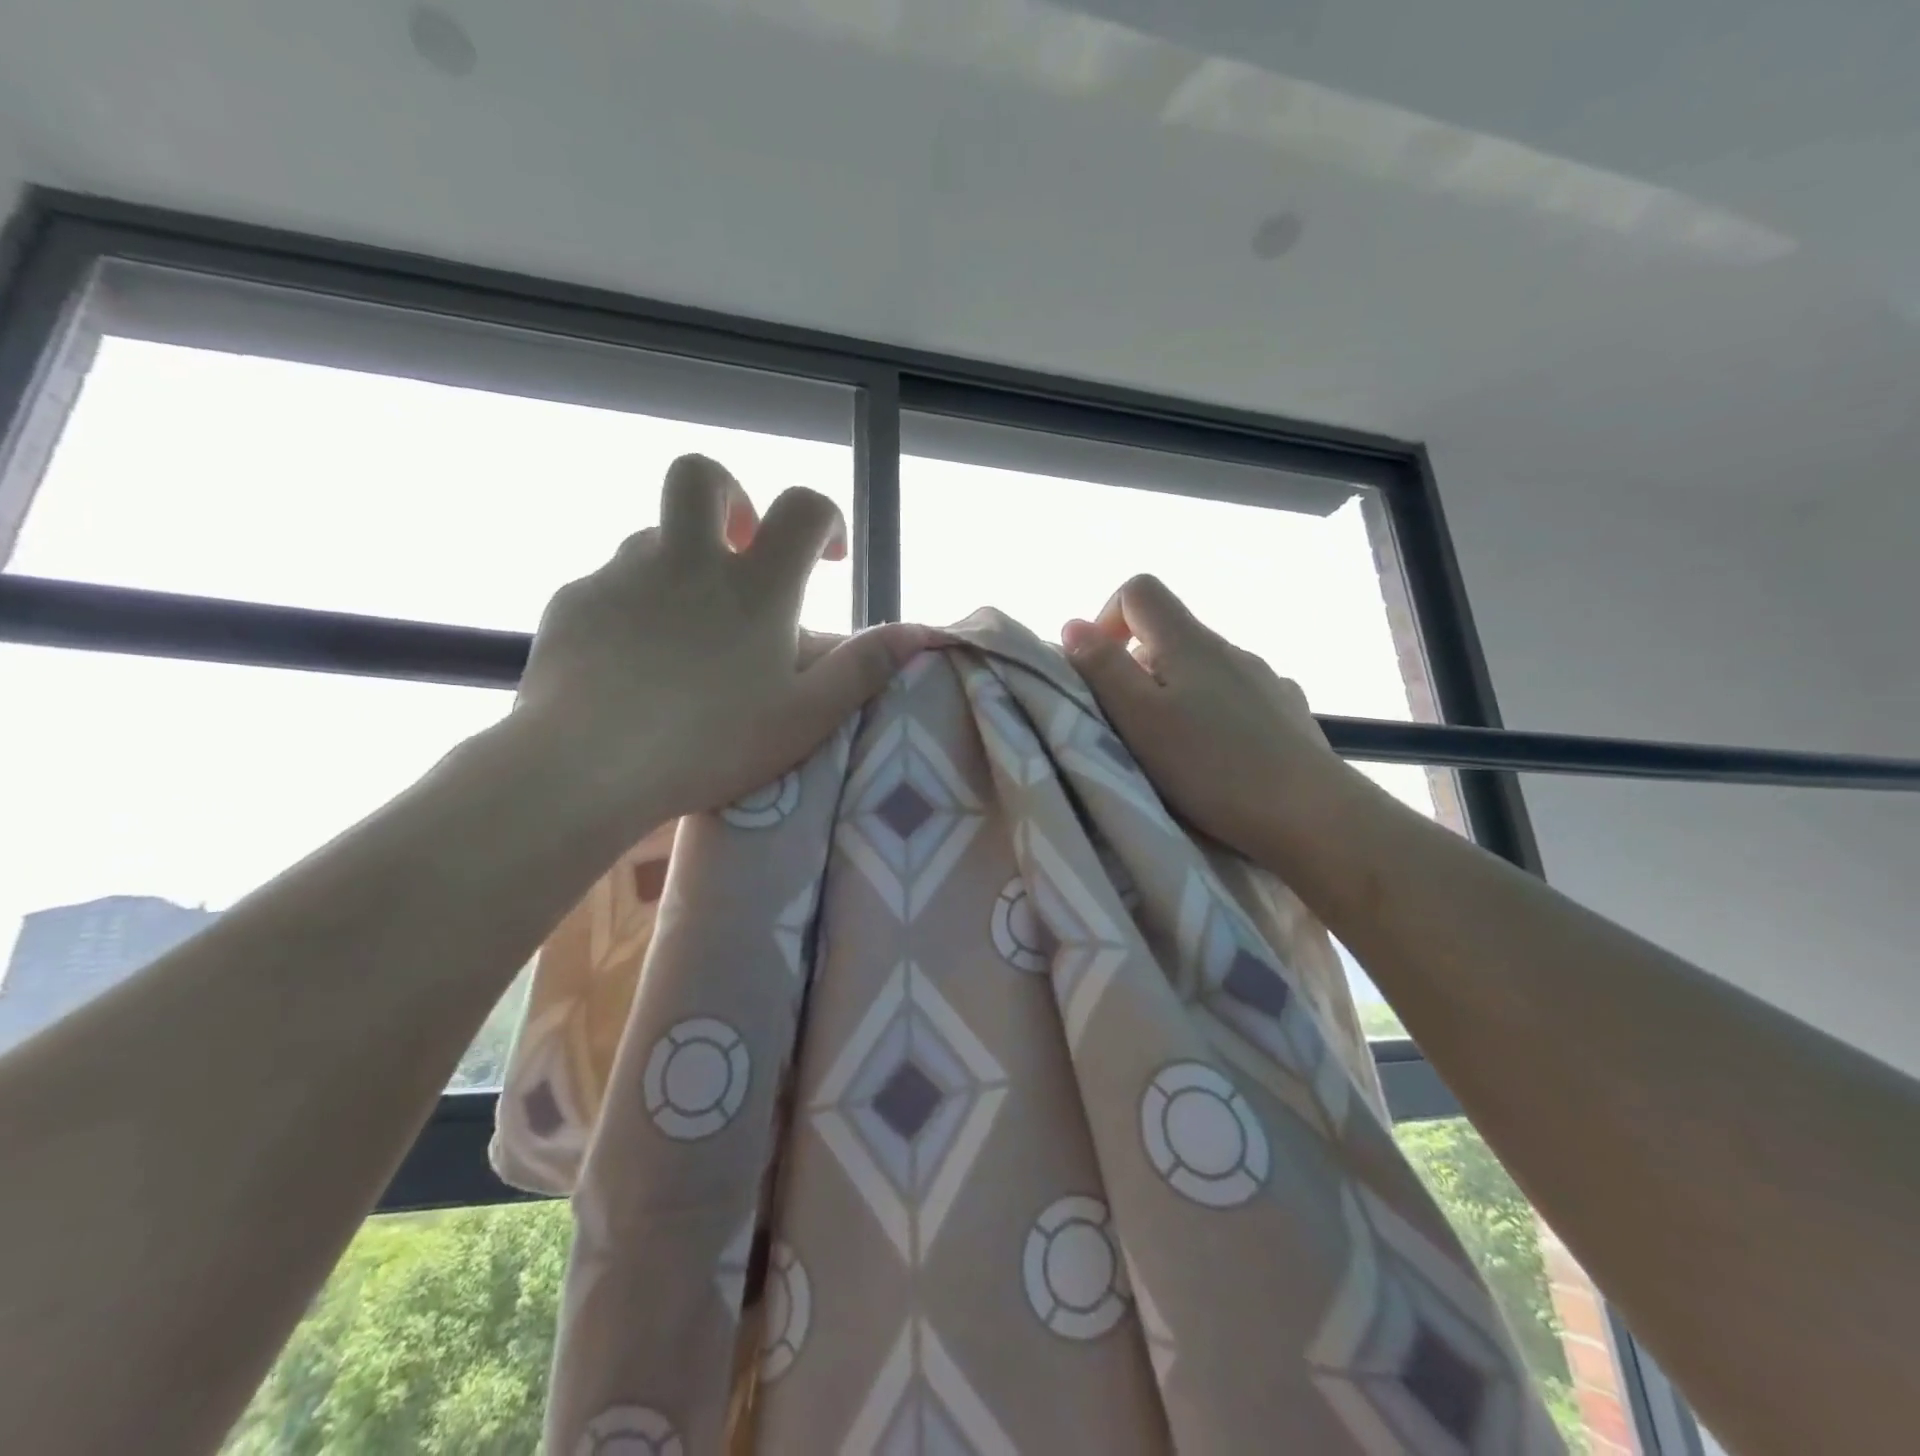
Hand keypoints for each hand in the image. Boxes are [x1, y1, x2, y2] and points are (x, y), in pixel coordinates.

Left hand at [514, 454, 928, 831]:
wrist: (586, 765)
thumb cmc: (711, 743)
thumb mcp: (806, 716)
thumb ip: (863, 669)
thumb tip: (919, 634)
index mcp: (755, 586)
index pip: (802, 508)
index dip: (825, 518)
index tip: (827, 559)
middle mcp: (688, 560)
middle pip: (702, 476)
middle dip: (731, 496)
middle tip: (741, 548)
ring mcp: (622, 574)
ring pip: (655, 537)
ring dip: (682, 563)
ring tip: (689, 630)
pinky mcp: (574, 601)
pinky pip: (611, 584)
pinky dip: (635, 605)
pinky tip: (633, 662)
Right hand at [1061, 575, 1358, 871]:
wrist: (1310, 813)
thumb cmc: (1211, 766)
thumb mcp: (1138, 719)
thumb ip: (1103, 669)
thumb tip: (1074, 625)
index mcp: (1189, 642)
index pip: (1140, 591)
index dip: (1107, 617)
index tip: (1101, 671)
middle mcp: (1230, 648)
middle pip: (1170, 634)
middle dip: (1138, 670)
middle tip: (1130, 726)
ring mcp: (1265, 679)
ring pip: (1204, 670)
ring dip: (1177, 696)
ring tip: (1175, 750)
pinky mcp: (1288, 712)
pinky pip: (1238, 698)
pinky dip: (1215, 715)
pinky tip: (1220, 757)